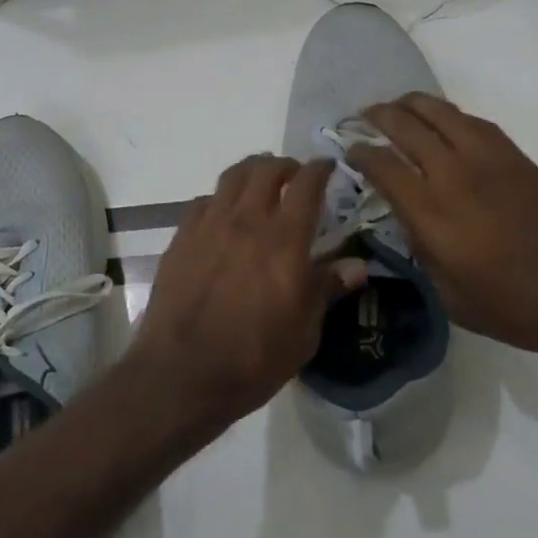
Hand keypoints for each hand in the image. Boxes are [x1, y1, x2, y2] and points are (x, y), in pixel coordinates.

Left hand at [131, 155, 366, 431]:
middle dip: (285, 165)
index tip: (327, 167)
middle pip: (265, 170)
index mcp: (284, 240)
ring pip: (231, 178)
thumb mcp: (304, 332)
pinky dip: (220, 199)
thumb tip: (357, 265)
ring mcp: (208, 226)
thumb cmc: (253, 358)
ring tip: (260, 182)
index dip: (319, 169)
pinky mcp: (181, 239)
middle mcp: (246, 221)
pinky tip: (223, 215)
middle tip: (294, 176)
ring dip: (251, 172)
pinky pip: (203, 202)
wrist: (182, 373)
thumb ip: (326, 289)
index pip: (306, 185)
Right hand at [350, 94, 537, 358]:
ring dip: (411, 104)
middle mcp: (456, 177)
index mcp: (434, 216)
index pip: (384, 166)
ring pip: (440, 112)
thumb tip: (408, 221)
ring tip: (396, 107)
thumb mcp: (453, 298)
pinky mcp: (517, 157)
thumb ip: (422, 254)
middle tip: (363, 117)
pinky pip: (473, 121)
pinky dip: (448, 114)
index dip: (360, 153)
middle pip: (407, 127)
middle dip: (378, 116)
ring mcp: (490, 160)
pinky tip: (442, 122)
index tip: (349, 151)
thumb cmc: (520, 307)